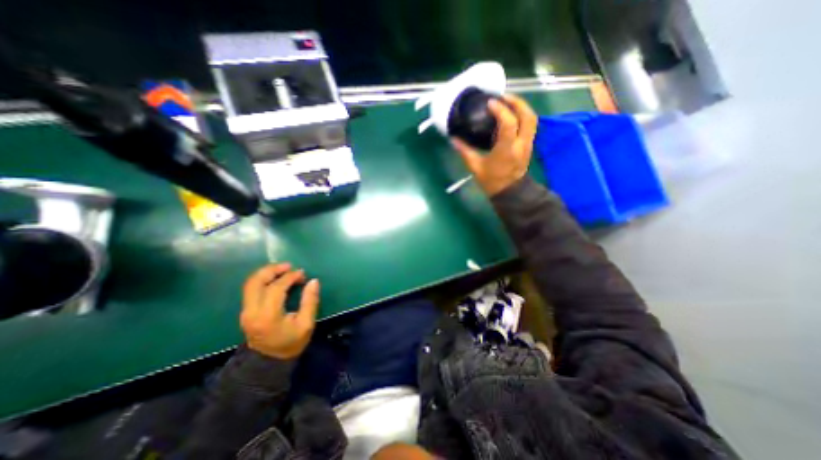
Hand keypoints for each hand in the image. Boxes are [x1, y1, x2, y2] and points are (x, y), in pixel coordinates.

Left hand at [237, 262, 319, 358]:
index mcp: (268, 316)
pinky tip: (275, 278)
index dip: (290, 277)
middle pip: (256, 282)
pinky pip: (251, 288)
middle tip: (289, 266)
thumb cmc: (291, 343)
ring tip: (283, 269)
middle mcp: (252, 311)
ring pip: (250, 283)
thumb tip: (313, 281)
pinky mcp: (245, 311)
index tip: (302, 273)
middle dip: (273, 269)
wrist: (268, 362)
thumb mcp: (306, 324)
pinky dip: (263, 279)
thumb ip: (310, 301)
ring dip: (266, 272)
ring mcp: (245, 311)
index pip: (276, 288)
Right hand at [448, 93, 539, 195]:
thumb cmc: (492, 181)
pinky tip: (511, 115)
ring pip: (532, 119)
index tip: (490, 103)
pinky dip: (523, 115)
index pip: (509, 123)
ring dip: (522, 107)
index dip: (501, 110)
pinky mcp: (529, 145)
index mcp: (507, 149)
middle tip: (503, 97)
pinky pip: (530, 125)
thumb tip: (453, 139)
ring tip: (508, 103)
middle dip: (517, 102)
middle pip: (527, 116)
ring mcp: (528, 144)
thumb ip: (465, 151)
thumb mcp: (475, 167)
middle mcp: (521, 144)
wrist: (509, 193)